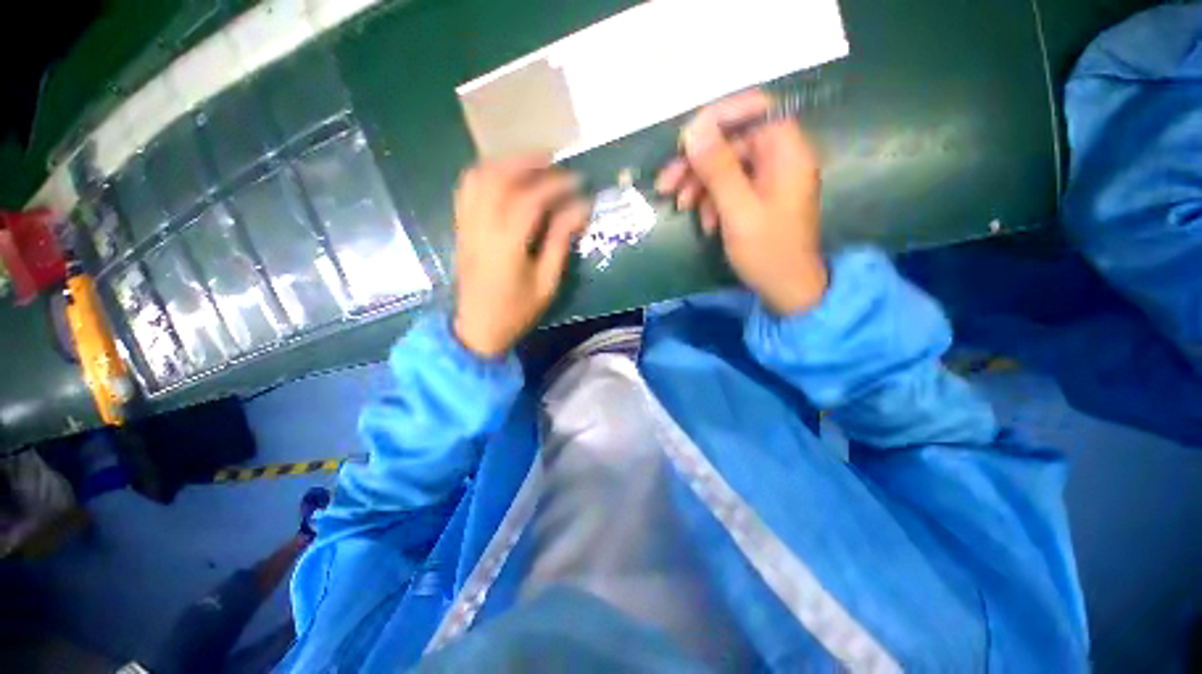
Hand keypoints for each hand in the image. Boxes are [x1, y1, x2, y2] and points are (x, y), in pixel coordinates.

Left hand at [452, 154, 591, 357]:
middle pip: (499, 177)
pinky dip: (487, 174)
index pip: (531, 199)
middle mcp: (481, 227)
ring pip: (478, 177)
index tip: (578, 180)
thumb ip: (561, 242)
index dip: (556, 185)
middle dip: (528, 161)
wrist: (478, 328)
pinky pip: (467, 189)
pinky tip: (505, 176)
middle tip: (555, 159)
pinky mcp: (460, 228)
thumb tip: (580, 208)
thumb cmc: (517, 311)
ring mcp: (466, 225)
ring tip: (531, 162)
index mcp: (506, 245)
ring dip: (505, 162)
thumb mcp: (547, 283)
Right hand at [655, 90, 827, 314]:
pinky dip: (711, 202)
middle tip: (665, 184)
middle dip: (696, 162)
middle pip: (732, 142)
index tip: (684, 139)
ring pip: (726, 167)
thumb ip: (717, 169)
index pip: (754, 109)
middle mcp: (779, 158)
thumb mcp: (738, 211)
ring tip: (680, 208)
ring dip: (699, 185)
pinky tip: (705, 224)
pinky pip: (729, 189)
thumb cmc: (768, 252)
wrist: (787, 291)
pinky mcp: (758, 198)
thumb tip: (693, 128)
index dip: (718, 117)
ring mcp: (768, 180)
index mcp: (786, 151)